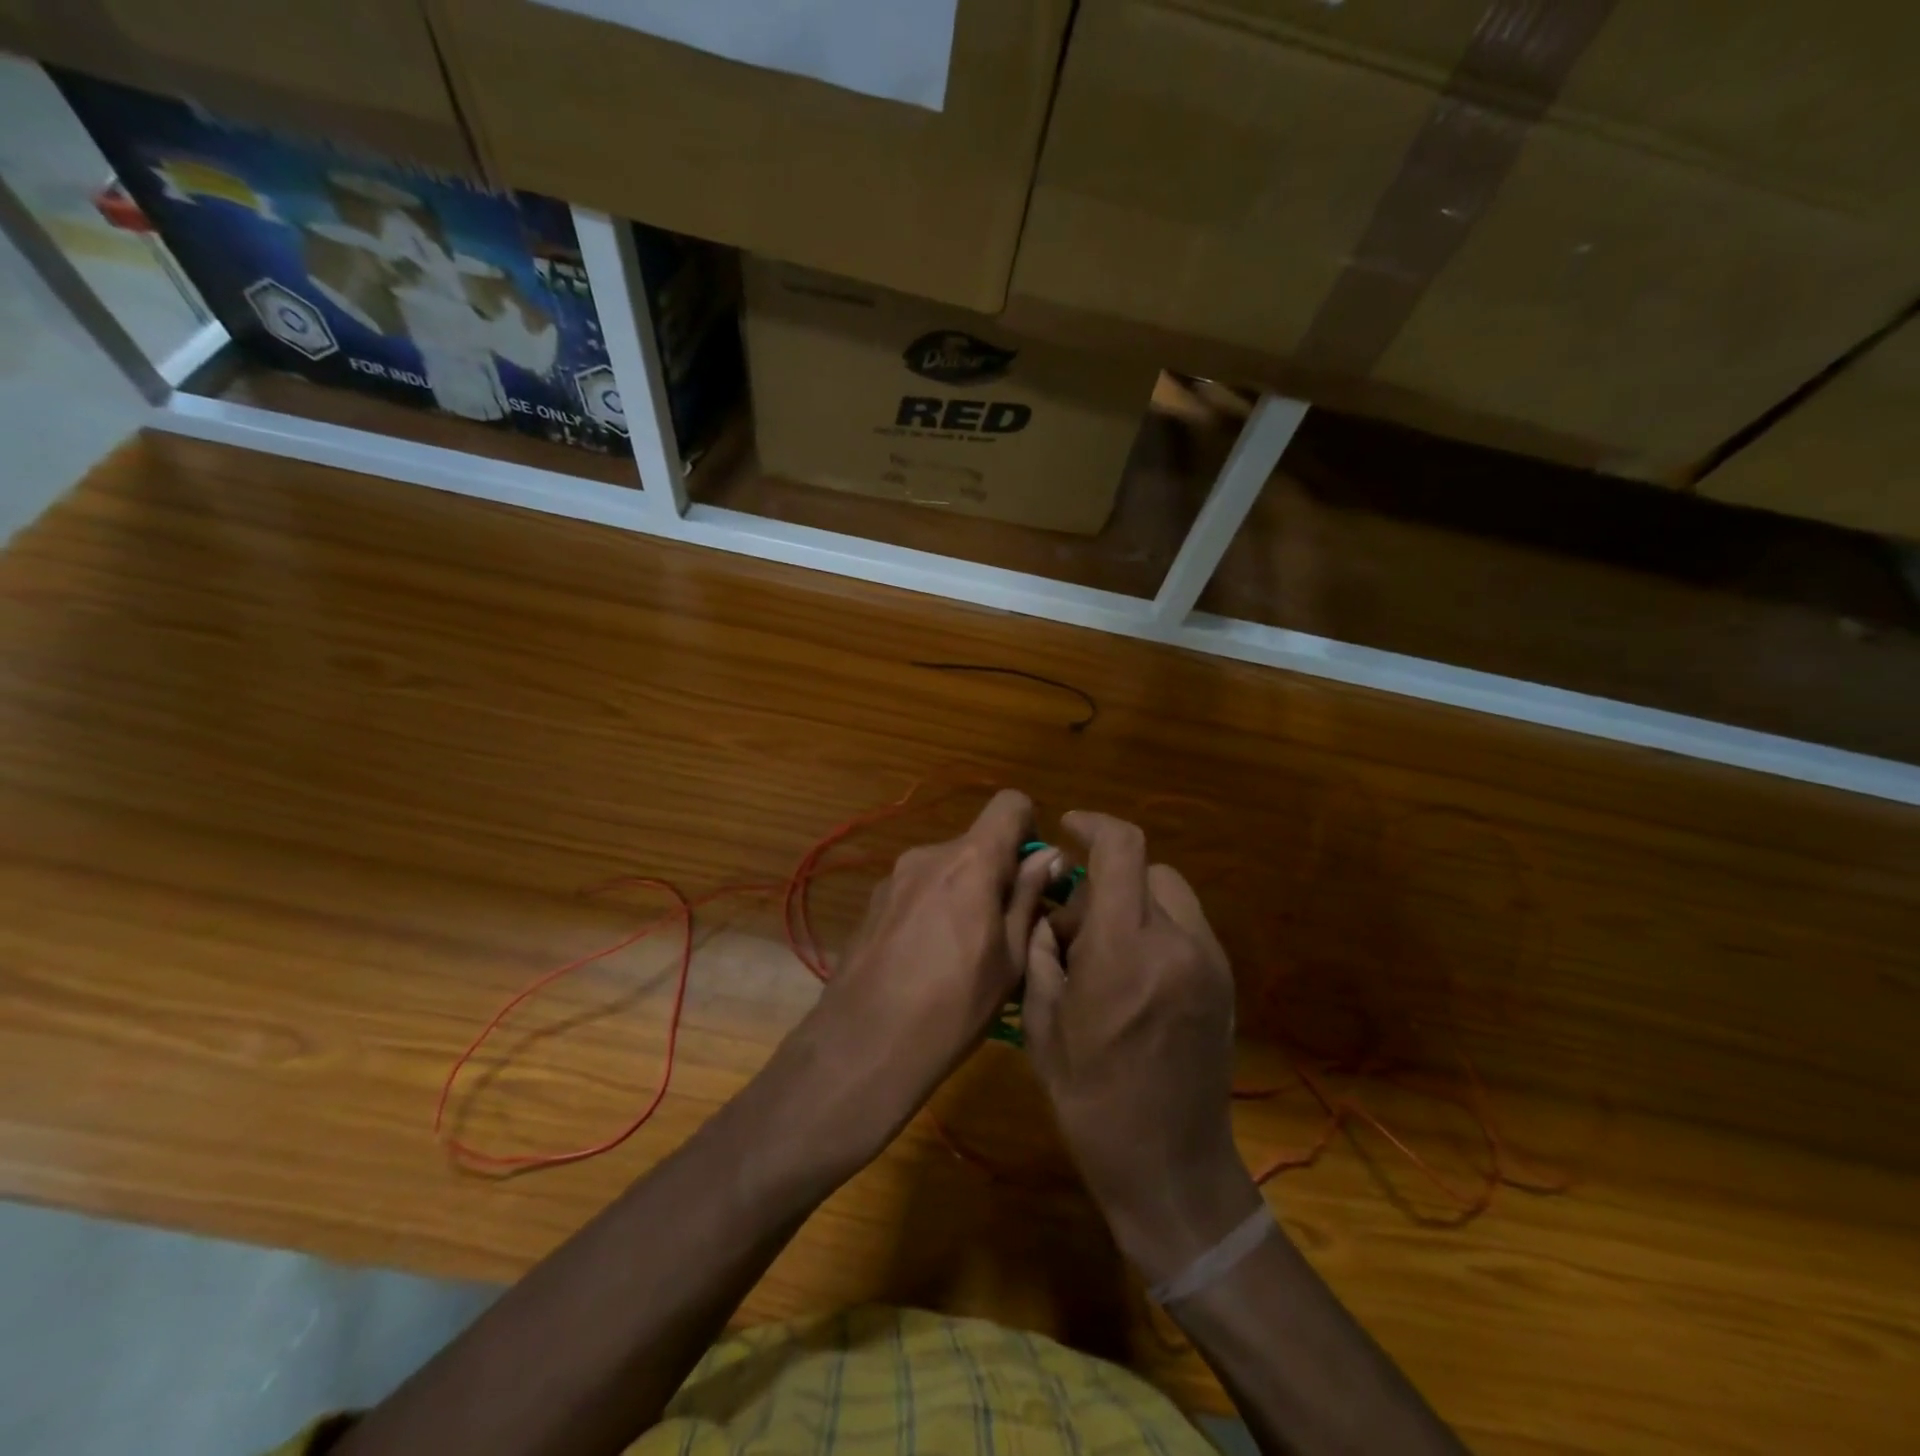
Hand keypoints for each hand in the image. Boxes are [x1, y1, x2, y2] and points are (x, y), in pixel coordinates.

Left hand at [792, 789, 1060, 1163]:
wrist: (864, 1045)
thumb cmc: (954, 1006)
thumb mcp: (1010, 958)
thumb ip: (1029, 897)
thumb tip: (1050, 856)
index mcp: (970, 861)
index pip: (1010, 803)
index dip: (1030, 828)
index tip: (1034, 874)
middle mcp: (929, 854)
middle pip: (978, 842)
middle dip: (999, 873)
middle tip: (1008, 928)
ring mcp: (895, 877)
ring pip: (948, 868)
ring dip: (966, 892)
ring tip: (966, 952)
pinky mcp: (873, 902)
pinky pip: (919, 889)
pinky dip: (935, 907)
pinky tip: (928, 959)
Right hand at [1024, 811, 1263, 1282]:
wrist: (1170, 1165)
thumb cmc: (1091, 1098)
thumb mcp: (1044, 1024)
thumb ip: (1043, 951)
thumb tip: (1050, 912)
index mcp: (1125, 949)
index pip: (1122, 849)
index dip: (1094, 823)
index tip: (1069, 827)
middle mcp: (1176, 941)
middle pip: (1147, 867)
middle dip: (1107, 877)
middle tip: (1077, 923)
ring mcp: (1209, 961)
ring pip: (1171, 893)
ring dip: (1135, 900)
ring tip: (1108, 949)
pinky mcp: (1225, 981)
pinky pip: (1188, 925)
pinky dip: (1158, 926)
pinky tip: (1136, 973)